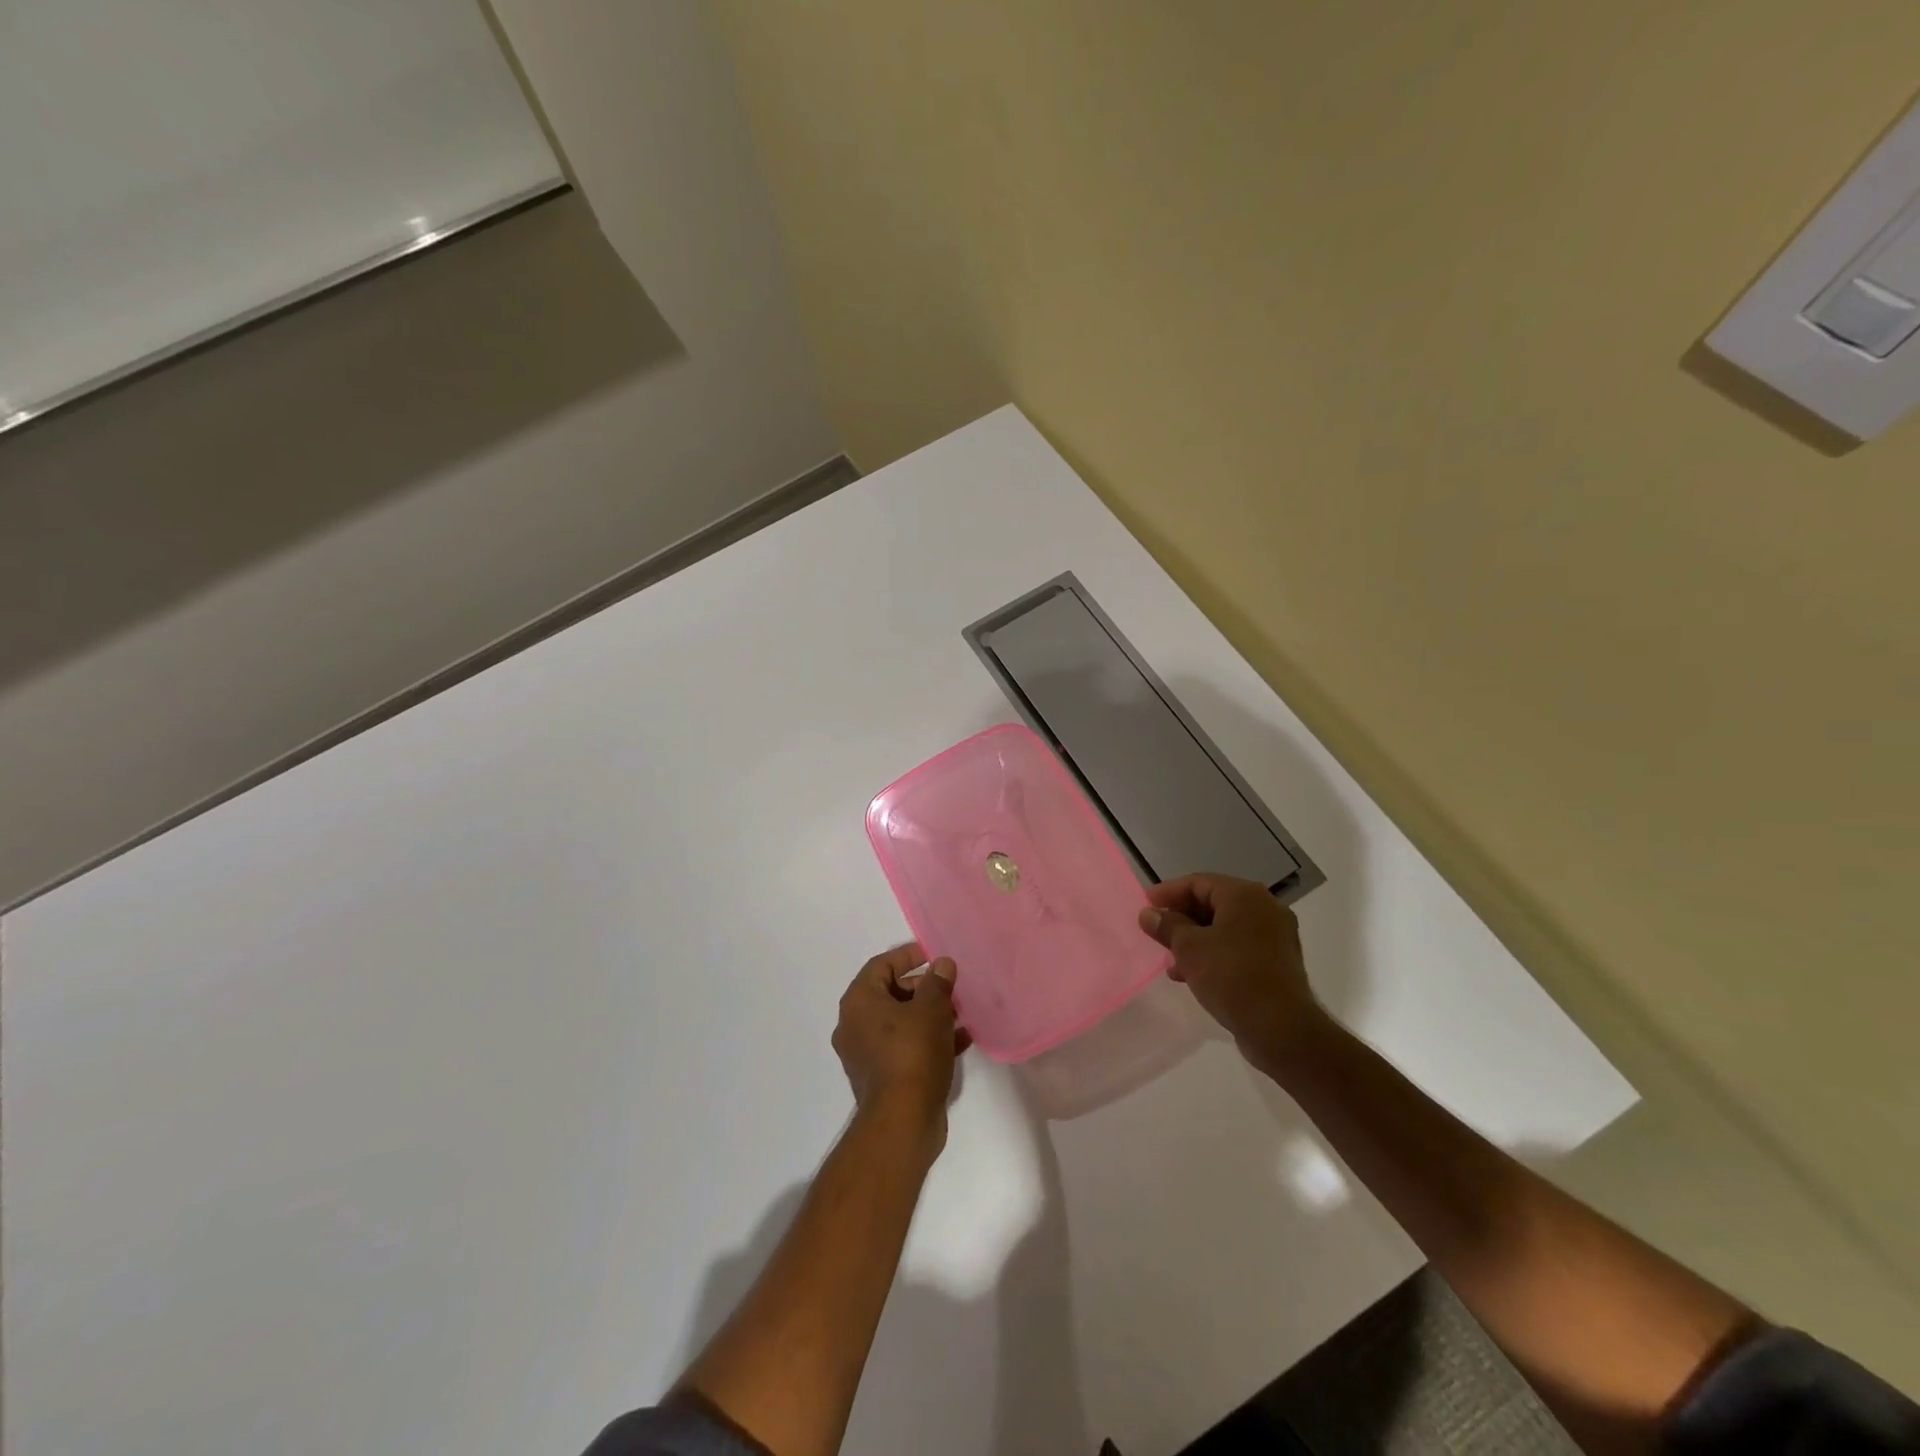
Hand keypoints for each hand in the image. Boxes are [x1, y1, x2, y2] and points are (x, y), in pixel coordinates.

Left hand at [832, 943, 968, 1148]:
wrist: (902, 1122)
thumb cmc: (913, 1054)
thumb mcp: (931, 1010)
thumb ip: (937, 982)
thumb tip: (941, 964)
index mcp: (859, 1002)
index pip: (882, 965)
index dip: (909, 956)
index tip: (935, 955)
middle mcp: (855, 1025)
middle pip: (890, 993)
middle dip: (923, 988)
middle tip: (951, 987)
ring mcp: (865, 1054)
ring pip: (900, 1023)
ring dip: (929, 1015)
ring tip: (961, 1013)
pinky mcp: (881, 1078)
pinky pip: (905, 1047)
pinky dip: (928, 1039)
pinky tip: (960, 1040)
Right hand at [1139, 873, 1325, 1069]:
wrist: (1281, 1028)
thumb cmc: (1231, 976)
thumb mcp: (1189, 948)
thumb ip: (1167, 926)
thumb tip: (1149, 914)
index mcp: (1245, 895)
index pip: (1198, 882)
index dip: (1167, 893)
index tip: (1144, 906)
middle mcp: (1264, 908)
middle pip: (1212, 903)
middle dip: (1180, 918)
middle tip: (1155, 932)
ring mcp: (1274, 936)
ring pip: (1224, 928)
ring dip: (1194, 939)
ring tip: (1170, 959)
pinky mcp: (1276, 962)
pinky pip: (1237, 948)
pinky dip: (1213, 954)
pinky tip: (1191, 975)